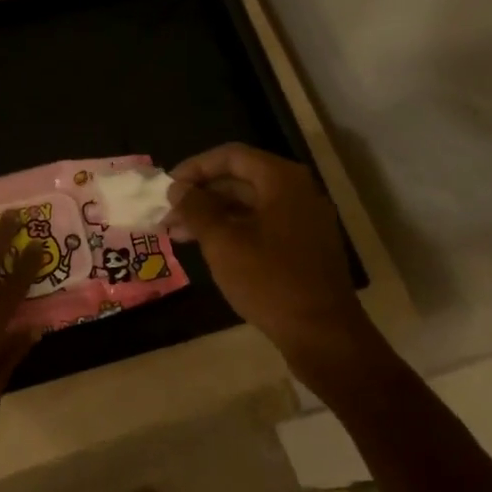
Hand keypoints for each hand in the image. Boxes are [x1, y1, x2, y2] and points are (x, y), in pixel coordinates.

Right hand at [166, 144, 375, 382]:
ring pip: (250, 205)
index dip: (195, 167)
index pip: (231, 156)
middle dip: (201, 195)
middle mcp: (298, 192)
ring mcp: (304, 220)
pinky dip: (234, 231)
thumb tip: (178, 188)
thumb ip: (197, 209)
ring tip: (178, 235)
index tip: (168, 187)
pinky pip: (263, 225)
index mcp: (282, 180)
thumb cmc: (270, 281)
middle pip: (241, 179)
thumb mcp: (223, 242)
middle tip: (168, 215)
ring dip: (213, 216)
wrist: (323, 334)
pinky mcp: (305, 246)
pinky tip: (209, 248)